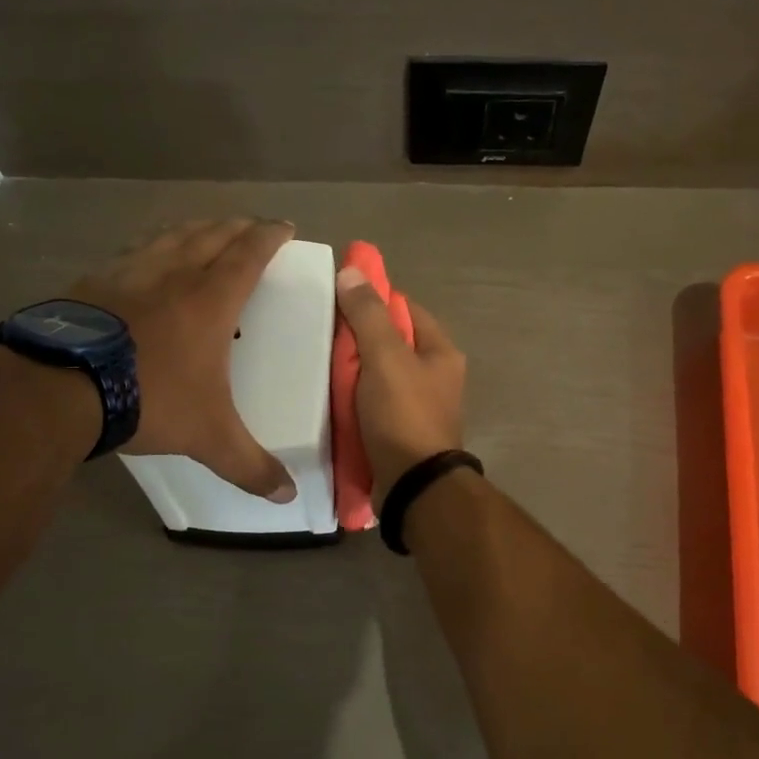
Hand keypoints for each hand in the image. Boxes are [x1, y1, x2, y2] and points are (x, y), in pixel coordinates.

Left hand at [76, 218, 296, 501]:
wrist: (61, 388)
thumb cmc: (149, 399)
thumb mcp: (208, 437)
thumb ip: (249, 465)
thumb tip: (288, 496)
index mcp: (210, 300)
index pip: (249, 254)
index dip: (270, 237)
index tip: (284, 227)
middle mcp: (174, 275)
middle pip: (212, 235)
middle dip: (237, 227)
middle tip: (251, 227)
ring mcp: (129, 272)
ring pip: (171, 236)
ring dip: (195, 229)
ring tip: (205, 231)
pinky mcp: (93, 280)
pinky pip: (132, 251)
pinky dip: (151, 247)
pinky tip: (144, 258)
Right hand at [335, 265, 466, 506]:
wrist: (413, 487)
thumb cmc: (403, 414)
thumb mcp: (385, 357)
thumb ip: (368, 315)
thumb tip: (352, 272)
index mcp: (440, 352)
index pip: (404, 309)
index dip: (373, 300)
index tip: (338, 300)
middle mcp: (435, 375)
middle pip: (390, 342)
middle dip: (357, 339)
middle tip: (321, 335)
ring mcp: (419, 405)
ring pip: (379, 374)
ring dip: (352, 371)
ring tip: (318, 364)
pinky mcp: (401, 430)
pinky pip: (373, 402)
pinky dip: (354, 398)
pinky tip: (329, 397)